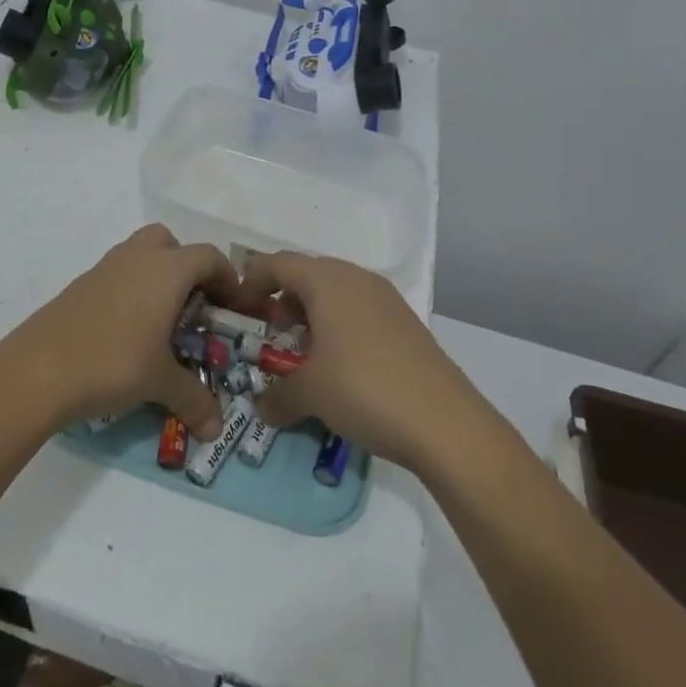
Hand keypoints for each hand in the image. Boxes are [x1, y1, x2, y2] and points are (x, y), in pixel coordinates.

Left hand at [3, 224, 241, 438]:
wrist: (39, 368)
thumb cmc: (113, 362)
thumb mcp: (160, 383)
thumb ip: (194, 400)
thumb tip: (216, 429)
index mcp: (166, 269)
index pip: (208, 257)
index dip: (228, 280)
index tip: (234, 310)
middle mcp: (138, 257)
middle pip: (171, 243)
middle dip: (187, 268)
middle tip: (194, 307)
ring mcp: (105, 267)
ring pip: (140, 254)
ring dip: (157, 277)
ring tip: (161, 322)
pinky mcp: (81, 284)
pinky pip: (117, 274)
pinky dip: (130, 291)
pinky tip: (126, 332)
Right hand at [247, 252, 488, 470]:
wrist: (446, 423)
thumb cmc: (364, 390)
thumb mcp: (310, 394)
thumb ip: (278, 396)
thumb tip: (262, 408)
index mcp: (327, 281)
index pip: (279, 263)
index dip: (253, 279)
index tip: (239, 305)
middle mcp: (355, 279)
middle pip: (308, 274)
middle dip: (283, 297)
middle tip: (270, 330)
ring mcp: (386, 299)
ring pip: (336, 291)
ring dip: (313, 312)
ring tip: (303, 349)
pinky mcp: (406, 323)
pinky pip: (360, 310)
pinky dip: (339, 325)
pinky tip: (339, 363)